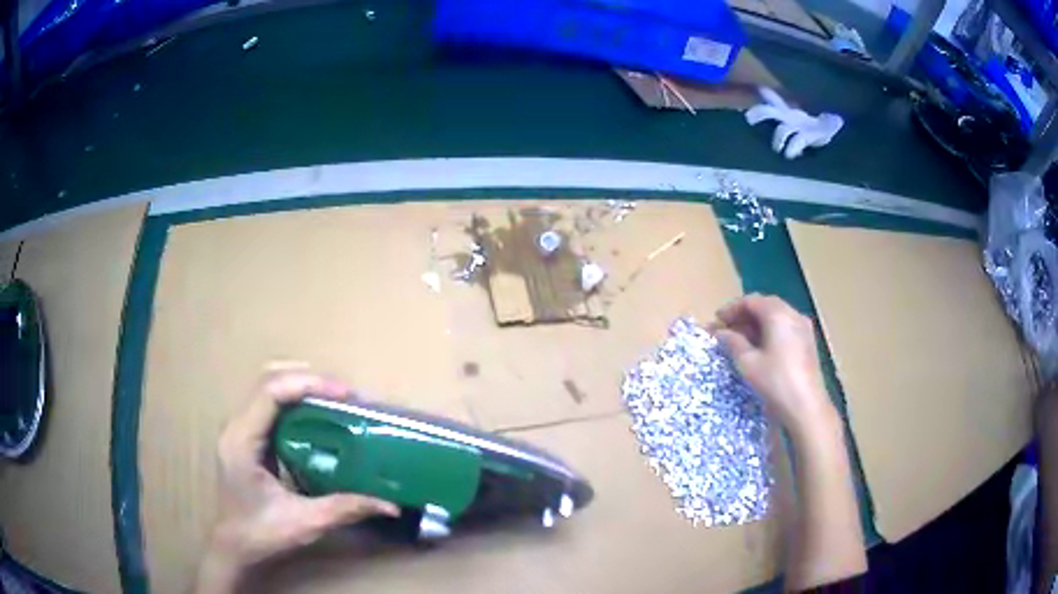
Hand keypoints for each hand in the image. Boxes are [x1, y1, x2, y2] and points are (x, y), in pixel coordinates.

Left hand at [196, 365, 398, 593]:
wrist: (234, 548)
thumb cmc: (261, 535)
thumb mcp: (304, 522)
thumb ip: (345, 508)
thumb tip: (390, 504)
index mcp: (242, 440)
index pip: (270, 392)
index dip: (308, 384)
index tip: (345, 394)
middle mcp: (236, 426)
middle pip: (268, 380)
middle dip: (307, 378)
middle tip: (344, 393)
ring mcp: (239, 430)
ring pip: (267, 388)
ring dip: (301, 386)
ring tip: (336, 399)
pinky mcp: (246, 438)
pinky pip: (270, 405)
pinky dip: (295, 401)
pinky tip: (317, 416)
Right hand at [713, 294, 835, 433]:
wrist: (806, 406)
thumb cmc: (775, 381)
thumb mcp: (747, 362)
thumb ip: (732, 342)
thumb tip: (720, 332)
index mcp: (777, 314)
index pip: (750, 301)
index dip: (731, 309)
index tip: (716, 321)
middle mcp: (793, 314)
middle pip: (764, 305)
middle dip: (743, 316)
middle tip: (725, 330)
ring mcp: (803, 327)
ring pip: (776, 316)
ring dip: (756, 324)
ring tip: (739, 340)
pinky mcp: (807, 342)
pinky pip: (785, 327)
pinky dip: (769, 331)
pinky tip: (760, 348)